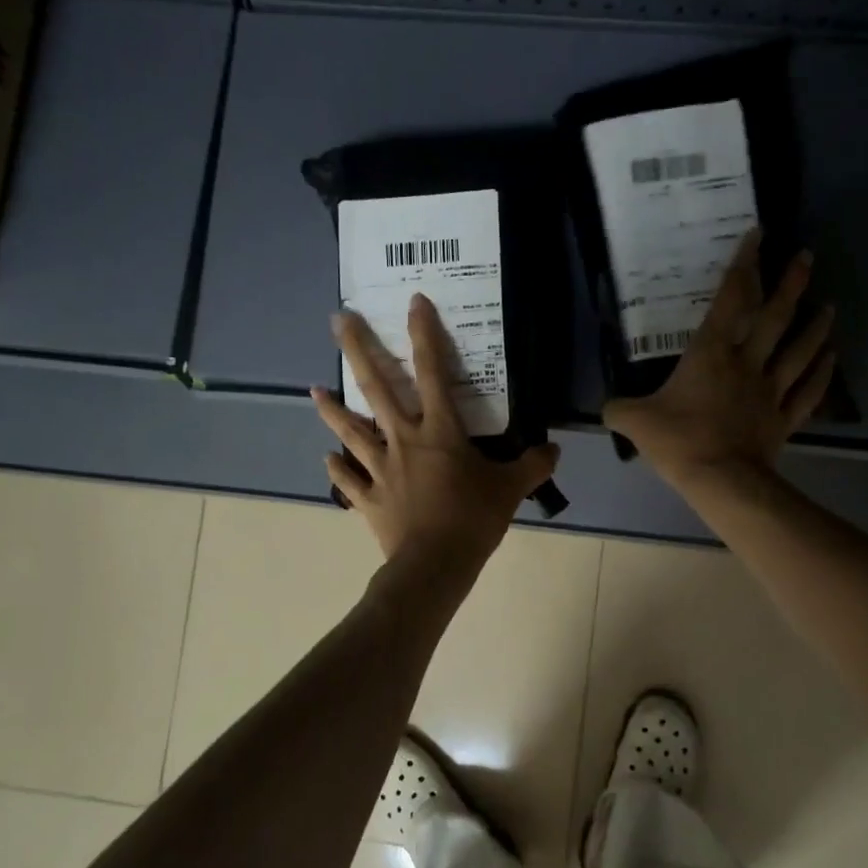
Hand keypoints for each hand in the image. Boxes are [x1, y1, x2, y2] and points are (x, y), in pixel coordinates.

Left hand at [313, 296, 560, 569]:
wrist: (434, 566)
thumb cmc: (473, 520)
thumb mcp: (512, 489)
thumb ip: (533, 465)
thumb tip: (553, 449)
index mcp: (439, 432)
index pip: (432, 372)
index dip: (424, 334)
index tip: (413, 302)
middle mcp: (403, 440)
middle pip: (376, 388)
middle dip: (357, 349)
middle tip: (337, 319)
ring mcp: (380, 469)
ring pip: (351, 431)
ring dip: (332, 409)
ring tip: (314, 389)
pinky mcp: (369, 499)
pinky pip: (349, 481)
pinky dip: (337, 470)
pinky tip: (326, 458)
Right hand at [604, 228, 835, 488]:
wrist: (721, 481)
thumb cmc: (680, 442)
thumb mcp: (635, 422)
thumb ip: (619, 410)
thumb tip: (607, 408)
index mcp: (711, 355)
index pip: (730, 300)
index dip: (743, 265)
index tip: (758, 235)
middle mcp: (747, 364)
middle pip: (775, 318)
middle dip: (791, 284)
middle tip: (807, 257)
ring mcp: (770, 392)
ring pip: (799, 351)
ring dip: (815, 326)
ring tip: (829, 306)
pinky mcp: (783, 419)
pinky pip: (808, 392)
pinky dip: (822, 374)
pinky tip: (831, 359)